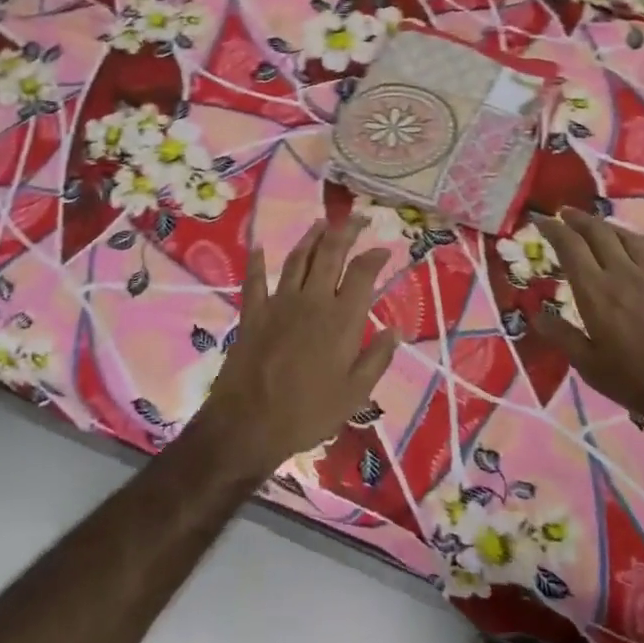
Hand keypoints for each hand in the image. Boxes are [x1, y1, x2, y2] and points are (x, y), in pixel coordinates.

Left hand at [186, 215, 400, 482]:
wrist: (248, 424)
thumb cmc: (308, 413)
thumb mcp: (355, 394)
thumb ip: (377, 358)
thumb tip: (395, 330)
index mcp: (341, 319)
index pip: (362, 273)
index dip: (374, 256)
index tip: (383, 249)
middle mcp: (312, 300)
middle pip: (331, 254)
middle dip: (346, 231)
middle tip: (358, 218)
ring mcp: (279, 303)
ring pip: (298, 259)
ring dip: (311, 238)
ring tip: (322, 223)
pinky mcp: (253, 313)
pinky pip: (255, 280)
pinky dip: (256, 262)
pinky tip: (258, 247)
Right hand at [530, 209, 643, 434]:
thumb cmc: (641, 381)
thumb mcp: (591, 367)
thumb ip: (563, 336)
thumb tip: (535, 313)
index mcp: (596, 292)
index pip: (570, 247)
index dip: (553, 229)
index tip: (541, 220)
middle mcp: (623, 273)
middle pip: (598, 233)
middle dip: (579, 219)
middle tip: (566, 214)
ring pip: (628, 237)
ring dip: (609, 226)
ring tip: (598, 225)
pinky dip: (643, 240)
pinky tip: (640, 241)